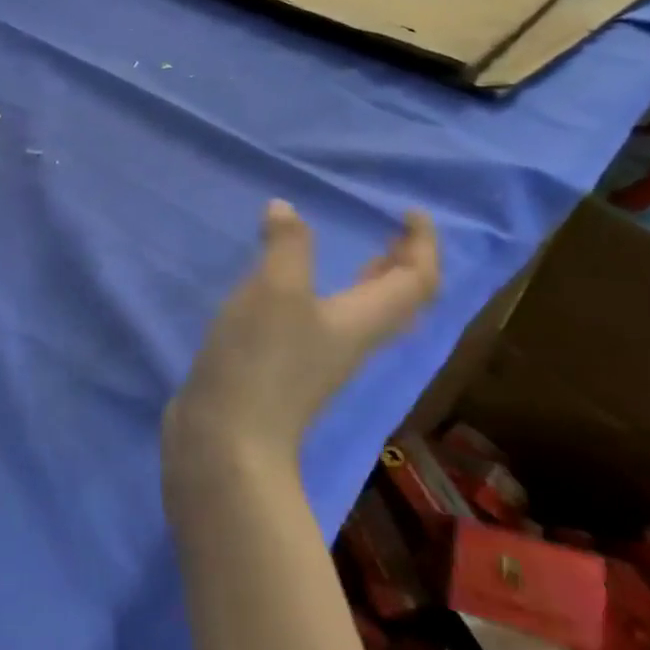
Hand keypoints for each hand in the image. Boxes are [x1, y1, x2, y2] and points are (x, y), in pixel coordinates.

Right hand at [165, 202, 438, 478]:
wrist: (227, 439)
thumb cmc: (262, 359)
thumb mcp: (275, 290)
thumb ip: (286, 245)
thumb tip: (286, 210)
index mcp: (362, 320)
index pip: (416, 281)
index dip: (422, 245)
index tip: (410, 212)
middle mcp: (349, 341)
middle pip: (396, 304)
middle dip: (402, 267)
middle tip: (393, 235)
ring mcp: (317, 360)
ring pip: (361, 317)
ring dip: (368, 284)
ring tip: (355, 257)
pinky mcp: (284, 371)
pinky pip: (322, 326)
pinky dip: (323, 299)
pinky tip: (289, 292)